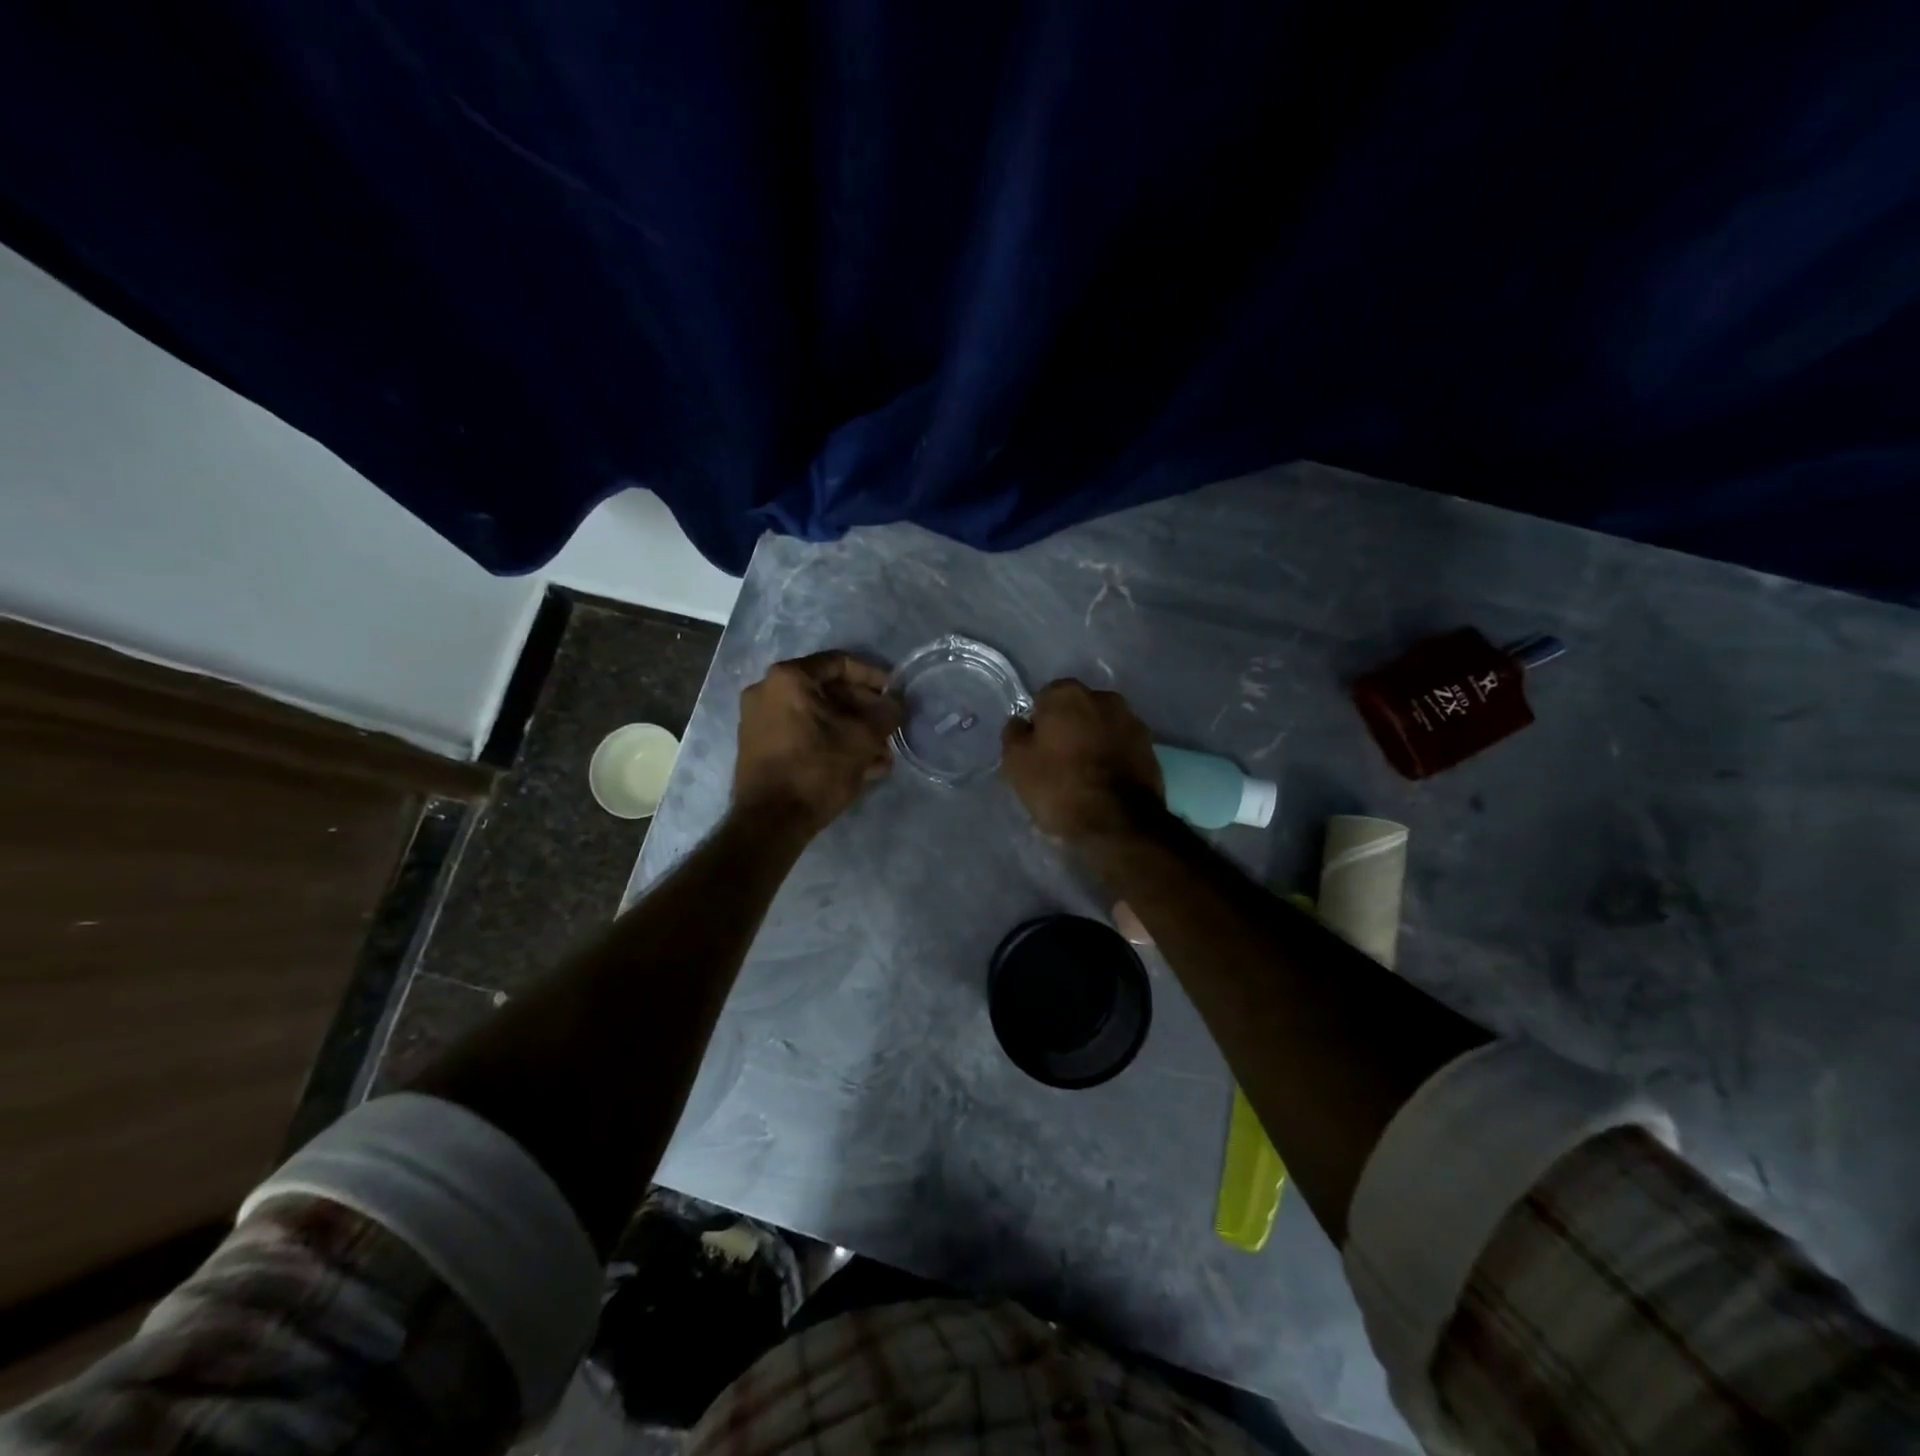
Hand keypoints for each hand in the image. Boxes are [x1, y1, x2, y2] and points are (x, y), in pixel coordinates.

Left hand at [733, 652, 902, 830]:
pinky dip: (830, 745)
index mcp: (788, 678)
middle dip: (864, 712)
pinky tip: (862, 768)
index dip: (873, 676)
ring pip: (818, 719)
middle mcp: (767, 692)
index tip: (894, 693)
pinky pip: (803, 736)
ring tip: (882, 756)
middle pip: (828, 693)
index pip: (839, 663)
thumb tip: (896, 703)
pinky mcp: (760, 749)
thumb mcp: (863, 738)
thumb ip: (886, 713)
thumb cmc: (817, 768)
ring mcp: (759, 721)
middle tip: (889, 728)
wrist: (771, 821)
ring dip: (852, 733)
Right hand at [1000, 679, 1163, 840]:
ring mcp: (1132, 721)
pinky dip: (1113, 757)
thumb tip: (1021, 723)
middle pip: (1077, 710)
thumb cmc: (1060, 787)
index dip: (1038, 723)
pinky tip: (1104, 782)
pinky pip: (1121, 747)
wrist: (1119, 823)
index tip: (1035, 748)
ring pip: (1102, 727)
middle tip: (1057, 760)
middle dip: (1068, 728)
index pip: (1044, 699)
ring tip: (1083, 775)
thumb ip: (1015, 734)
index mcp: (1068, 694)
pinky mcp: (1151, 748)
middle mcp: (1104, 697)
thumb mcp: (1017, 764)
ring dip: (1093, 741)